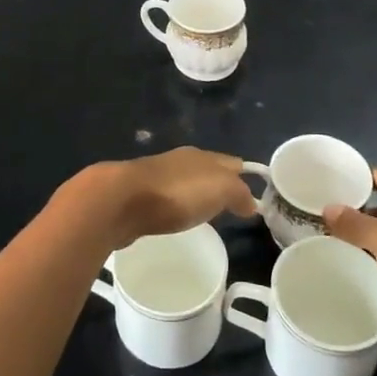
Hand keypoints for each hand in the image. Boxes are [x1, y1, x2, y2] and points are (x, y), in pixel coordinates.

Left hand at [58, 147, 258, 250]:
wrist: (121, 201)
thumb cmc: (177, 193)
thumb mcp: (220, 189)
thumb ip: (239, 193)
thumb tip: (251, 203)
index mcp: (201, 156)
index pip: (231, 162)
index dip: (244, 176)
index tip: (255, 195)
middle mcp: (179, 161)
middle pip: (207, 171)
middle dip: (220, 184)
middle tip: (232, 207)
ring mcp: (156, 177)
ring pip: (185, 183)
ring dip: (195, 195)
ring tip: (206, 215)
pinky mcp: (138, 197)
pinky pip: (166, 199)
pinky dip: (175, 207)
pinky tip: (176, 219)